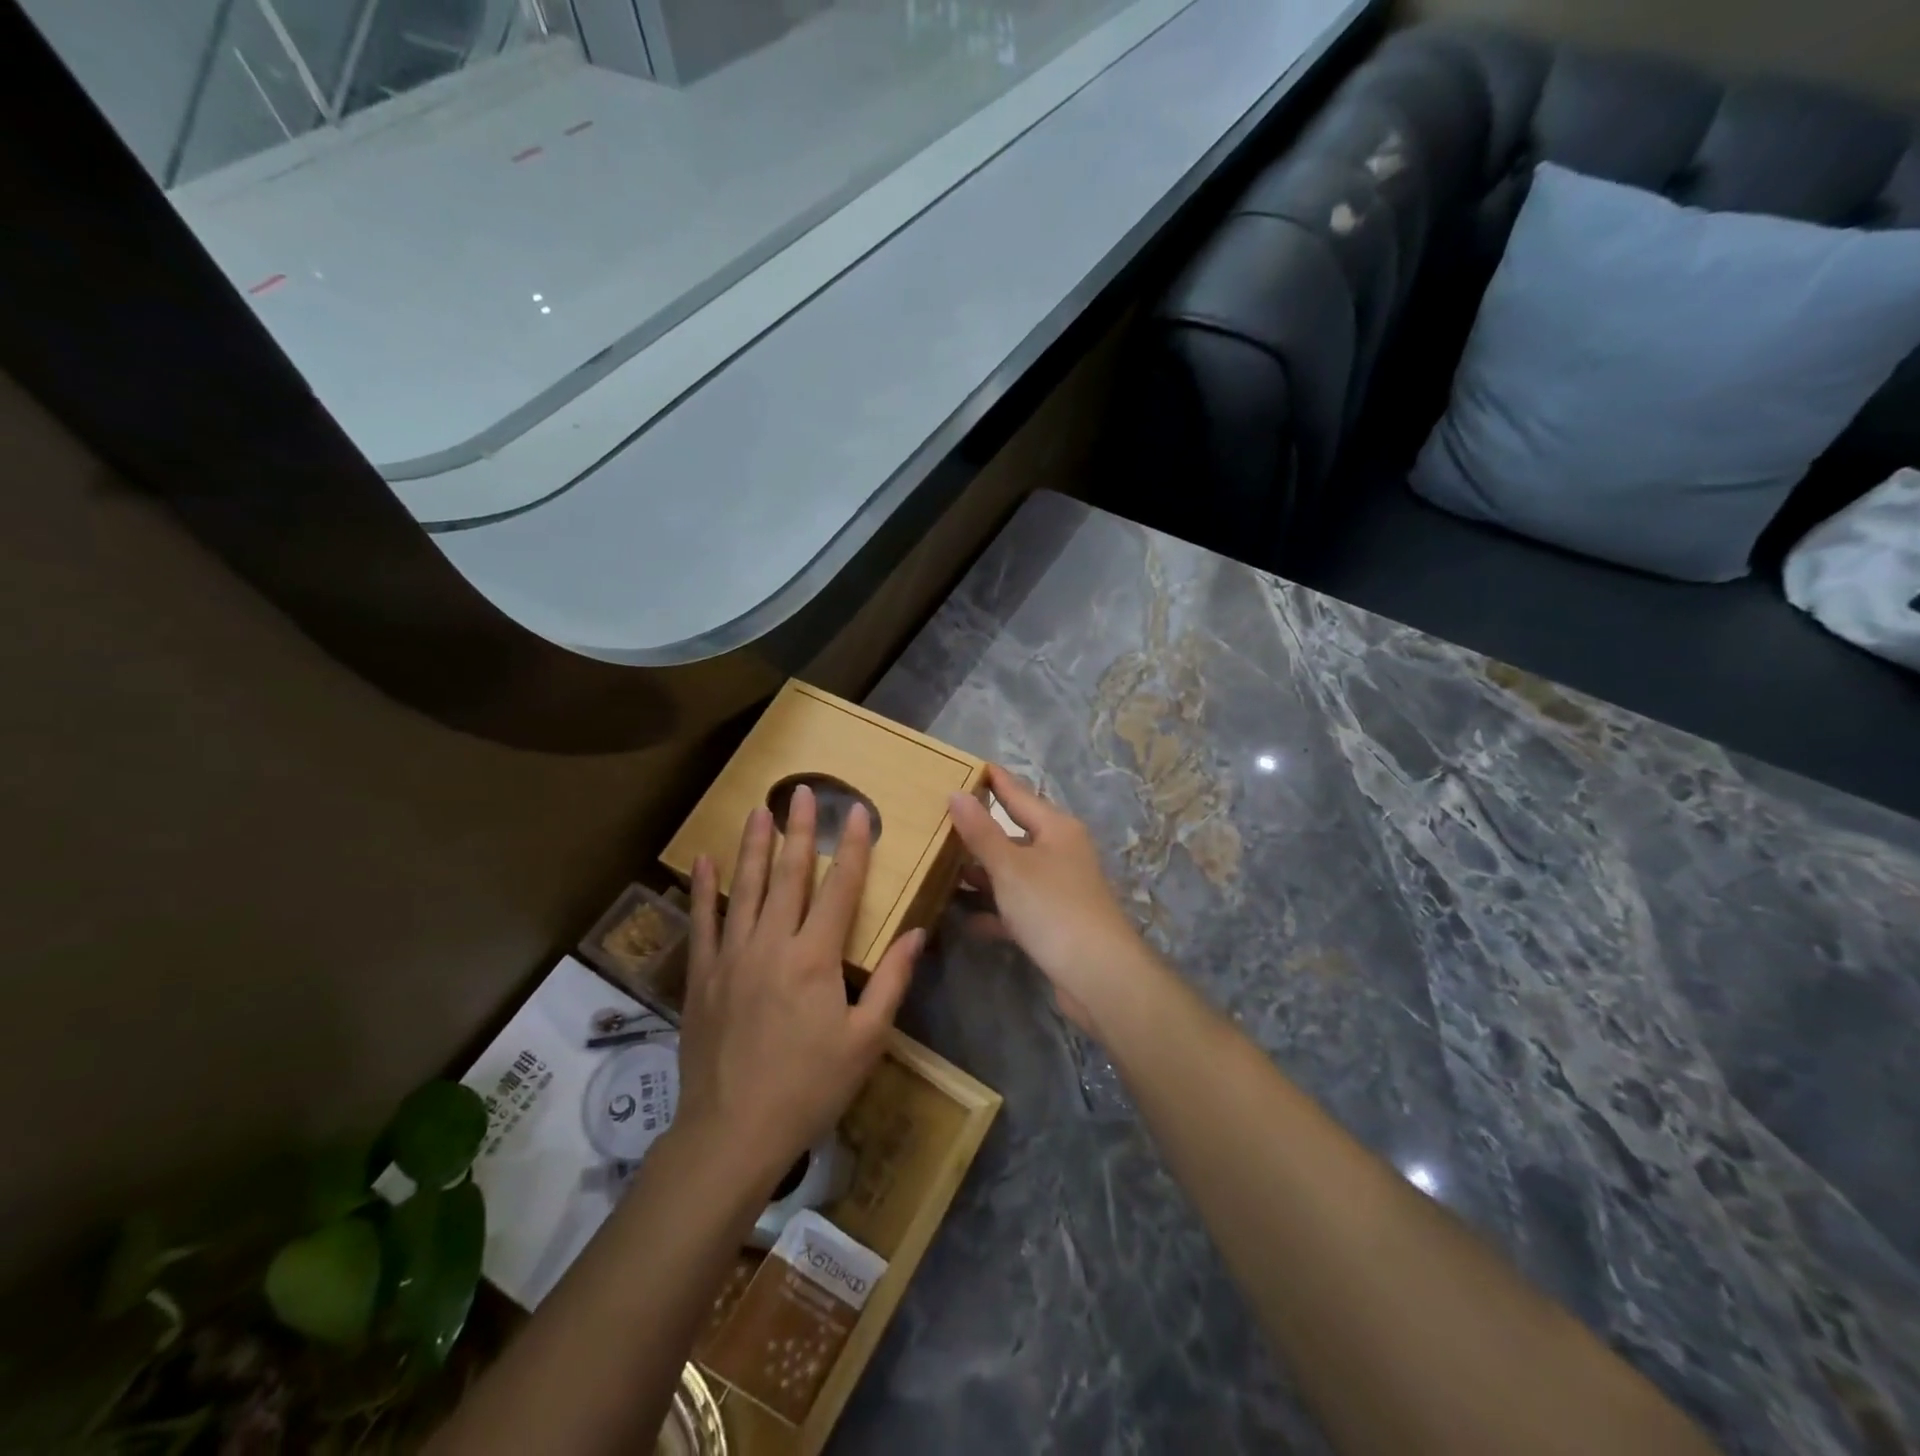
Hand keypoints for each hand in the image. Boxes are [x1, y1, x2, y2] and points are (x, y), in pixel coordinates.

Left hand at [674, 786, 921, 1189]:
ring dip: (754, 845)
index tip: (859, 811)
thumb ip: (891, 981)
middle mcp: (771, 944)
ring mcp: (731, 956)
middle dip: (800, 830)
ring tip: (760, 809)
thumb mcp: (866, 1040)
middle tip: (804, 791)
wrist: (732, 1133)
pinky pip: (703, 922)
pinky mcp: (702, 976)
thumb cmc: (809, 1087)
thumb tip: (918, 933)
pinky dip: (704, 889)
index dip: (853, 848)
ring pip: (746, 888)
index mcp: (815, 957)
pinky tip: (704, 860)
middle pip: (789, 875)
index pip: (840, 888)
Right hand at [948, 766, 1163, 1034]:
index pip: (1019, 794)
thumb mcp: (1010, 866)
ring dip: (984, 872)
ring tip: (944, 865)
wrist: (1098, 975)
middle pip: (1015, 833)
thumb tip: (956, 793)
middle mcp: (1061, 853)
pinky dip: (994, 911)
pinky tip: (965, 919)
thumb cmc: (1053, 908)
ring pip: (1013, 872)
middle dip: (981, 829)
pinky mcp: (1054, 923)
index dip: (994, 780)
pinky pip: (1016, 908)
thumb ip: (981, 831)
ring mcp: (1059, 889)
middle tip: (942, 816)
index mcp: (1056, 829)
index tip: (968, 765)